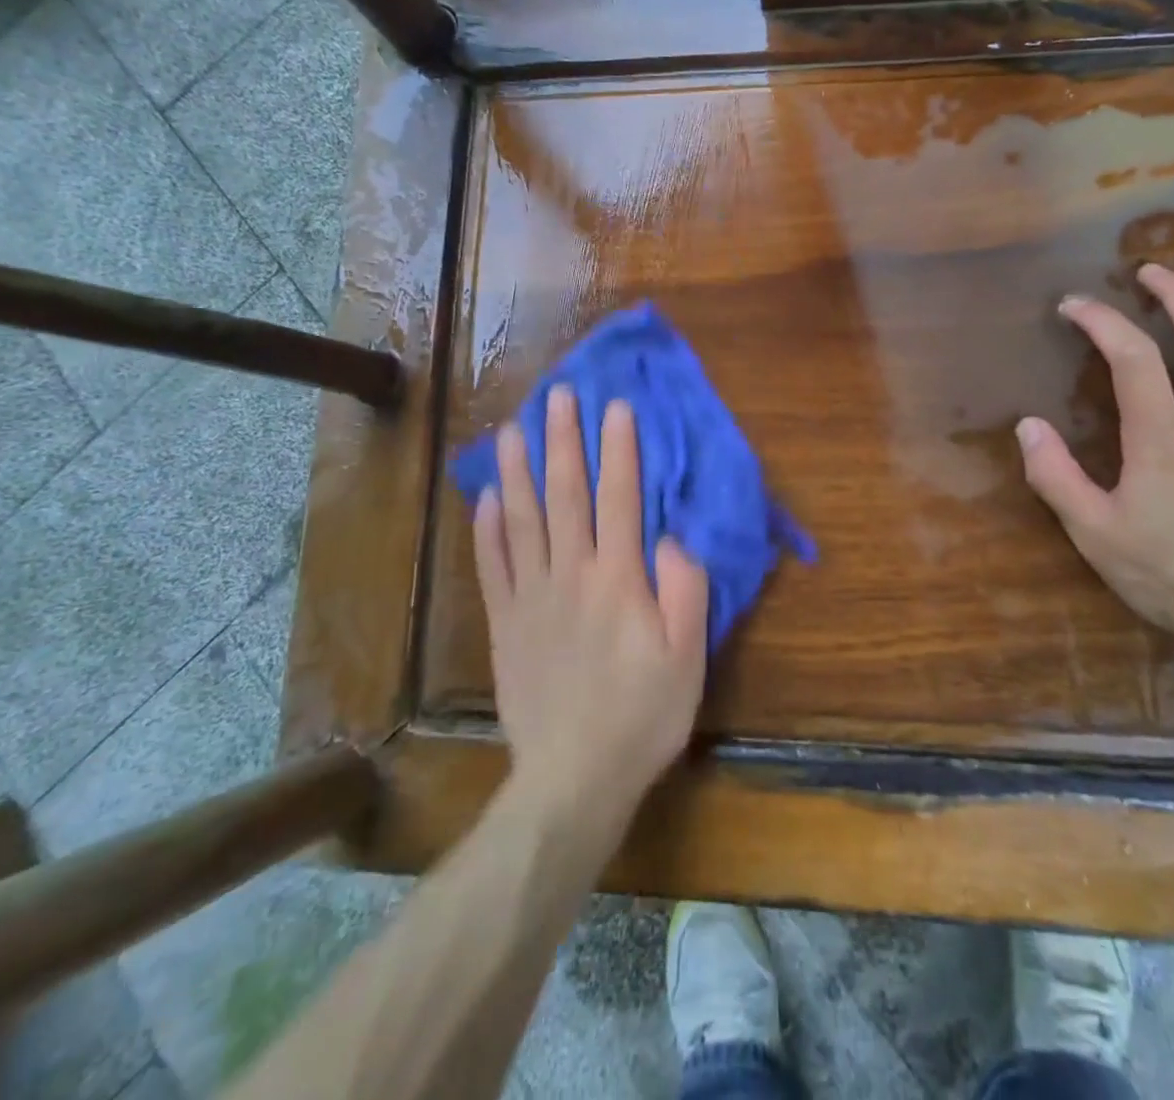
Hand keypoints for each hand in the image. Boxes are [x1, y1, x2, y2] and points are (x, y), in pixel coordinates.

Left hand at [473, 386, 708, 833]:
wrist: (573, 778)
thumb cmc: (642, 716)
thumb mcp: (687, 658)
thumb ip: (685, 591)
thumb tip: (671, 537)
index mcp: (618, 580)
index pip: (619, 498)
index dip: (618, 449)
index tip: (615, 406)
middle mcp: (570, 575)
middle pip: (565, 495)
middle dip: (562, 441)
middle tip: (557, 396)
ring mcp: (531, 597)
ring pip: (521, 520)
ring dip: (517, 471)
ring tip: (511, 430)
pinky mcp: (505, 623)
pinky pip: (492, 566)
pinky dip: (487, 529)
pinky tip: (486, 498)